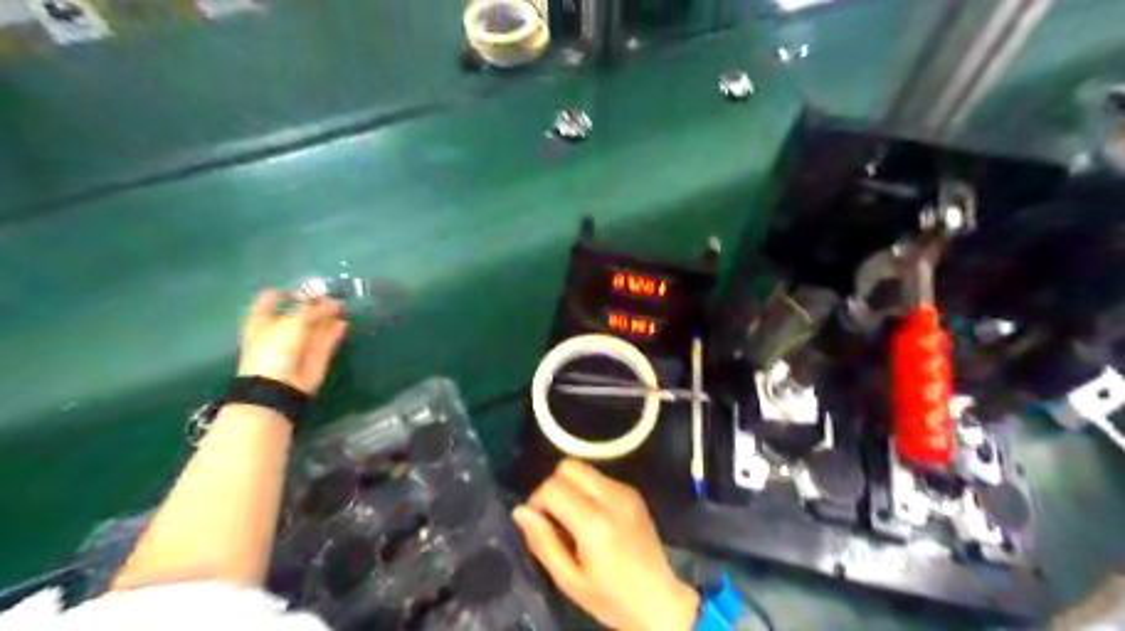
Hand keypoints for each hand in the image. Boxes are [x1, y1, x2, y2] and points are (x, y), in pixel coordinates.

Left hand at [234, 287, 345, 393]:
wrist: (281, 385)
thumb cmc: (275, 350)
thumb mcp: (291, 323)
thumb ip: (311, 310)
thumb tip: (328, 302)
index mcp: (263, 321)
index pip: (271, 301)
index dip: (284, 293)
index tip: (301, 287)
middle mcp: (281, 331)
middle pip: (299, 312)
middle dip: (314, 303)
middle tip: (329, 295)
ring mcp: (300, 343)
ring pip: (316, 325)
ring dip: (328, 316)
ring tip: (341, 306)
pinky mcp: (316, 355)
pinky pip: (328, 339)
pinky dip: (336, 331)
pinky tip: (344, 323)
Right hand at [513, 459, 699, 629]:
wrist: (660, 601)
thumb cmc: (611, 598)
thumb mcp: (569, 580)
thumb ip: (542, 542)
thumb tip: (520, 511)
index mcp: (594, 523)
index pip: (552, 487)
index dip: (537, 502)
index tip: (540, 525)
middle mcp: (611, 498)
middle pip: (569, 466)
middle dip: (554, 487)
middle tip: (554, 517)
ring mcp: (626, 492)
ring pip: (584, 468)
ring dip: (571, 487)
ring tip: (573, 519)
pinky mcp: (633, 492)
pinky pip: (599, 478)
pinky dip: (587, 491)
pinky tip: (593, 518)